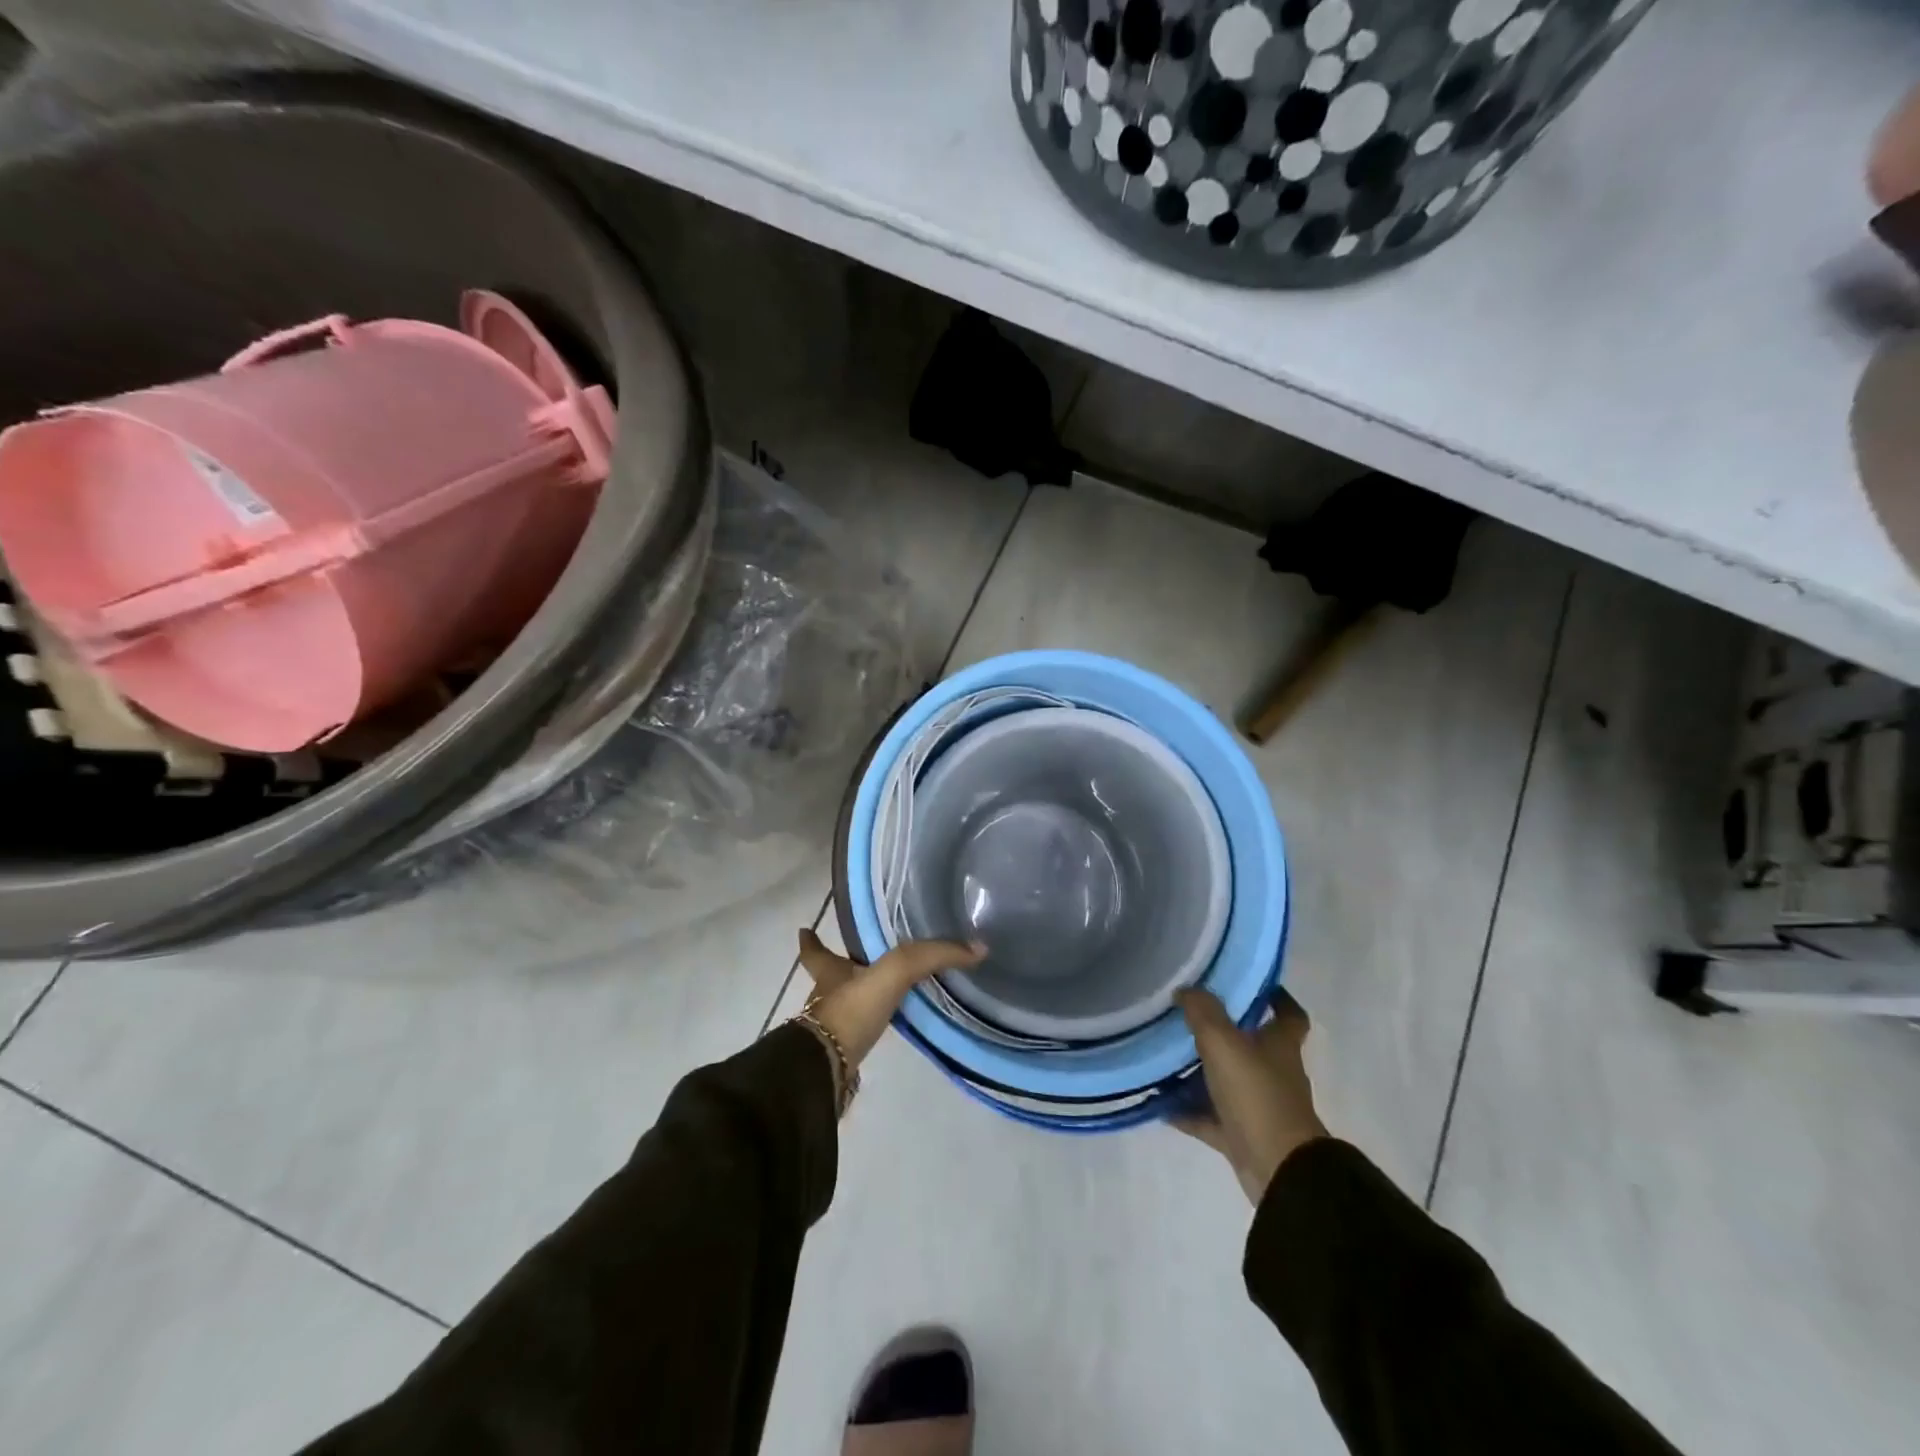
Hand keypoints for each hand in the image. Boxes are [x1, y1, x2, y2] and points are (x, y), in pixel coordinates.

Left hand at [796, 928, 985, 1069]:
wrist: (826, 1069)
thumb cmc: (852, 1009)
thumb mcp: (895, 971)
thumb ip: (933, 956)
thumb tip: (977, 948)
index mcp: (830, 973)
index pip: (816, 952)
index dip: (811, 940)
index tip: (804, 929)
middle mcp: (825, 998)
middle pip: (830, 979)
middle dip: (842, 970)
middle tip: (863, 962)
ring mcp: (830, 1029)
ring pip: (844, 1007)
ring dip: (858, 1000)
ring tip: (881, 994)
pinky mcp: (841, 1055)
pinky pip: (857, 1035)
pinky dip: (868, 1030)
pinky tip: (884, 1030)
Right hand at [1173, 987, 1327, 1204]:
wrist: (1278, 1171)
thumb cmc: (1257, 1096)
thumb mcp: (1224, 1043)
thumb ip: (1203, 1012)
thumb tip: (1186, 989)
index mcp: (1280, 1046)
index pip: (1289, 1014)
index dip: (1276, 997)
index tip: (1251, 983)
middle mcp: (1274, 1073)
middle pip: (1251, 1045)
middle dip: (1223, 1031)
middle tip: (1187, 1013)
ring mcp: (1258, 1106)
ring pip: (1226, 1081)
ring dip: (1200, 1071)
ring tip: (1164, 1054)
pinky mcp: (1242, 1136)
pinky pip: (1209, 1117)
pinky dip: (1186, 1110)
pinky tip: (1159, 1101)